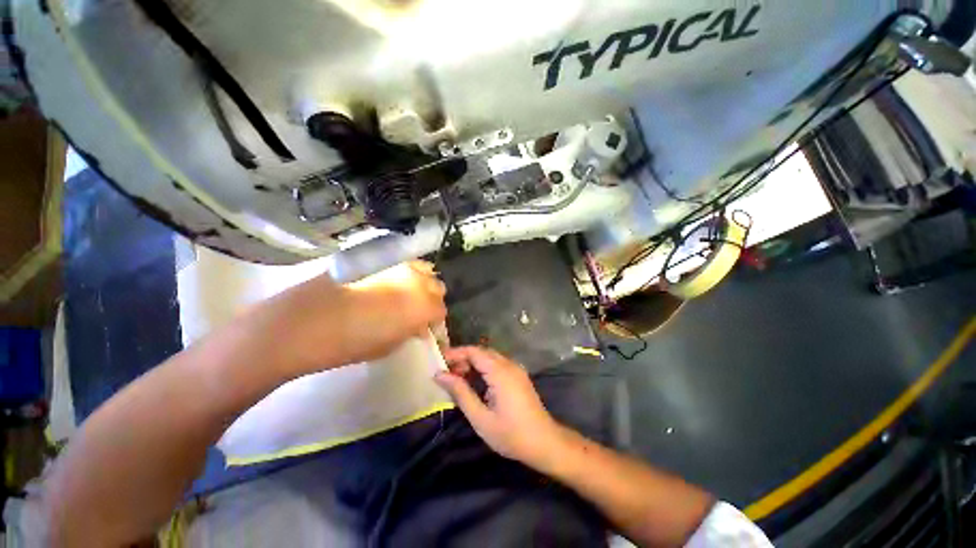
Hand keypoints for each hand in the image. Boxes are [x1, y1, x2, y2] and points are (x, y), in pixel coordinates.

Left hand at [264, 261, 446, 375]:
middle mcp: (416, 280)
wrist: (301, 323)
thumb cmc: (347, 344)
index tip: (425, 327)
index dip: (434, 320)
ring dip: (420, 282)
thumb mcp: (387, 346)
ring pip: (423, 270)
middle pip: (437, 287)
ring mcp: (398, 264)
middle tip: (415, 311)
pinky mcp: (379, 257)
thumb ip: (410, 332)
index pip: (441, 310)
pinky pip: (402, 262)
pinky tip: (389, 282)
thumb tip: (418, 326)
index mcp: (422, 306)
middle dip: (430, 300)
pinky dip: (403, 272)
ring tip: (404, 294)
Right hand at [435, 347, 563, 467]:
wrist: (544, 442)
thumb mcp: (480, 417)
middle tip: (446, 373)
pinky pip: (497, 364)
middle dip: (463, 359)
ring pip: (490, 357)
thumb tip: (440, 375)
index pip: (474, 351)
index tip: (438, 361)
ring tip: (457, 379)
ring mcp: (516, 369)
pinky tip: (475, 383)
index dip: (455, 353)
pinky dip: (483, 369)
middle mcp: (509, 364)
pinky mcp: (519, 376)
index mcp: (500, 372)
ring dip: (473, 364)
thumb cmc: (511, 434)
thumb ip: (460, 393)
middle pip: (482, 352)